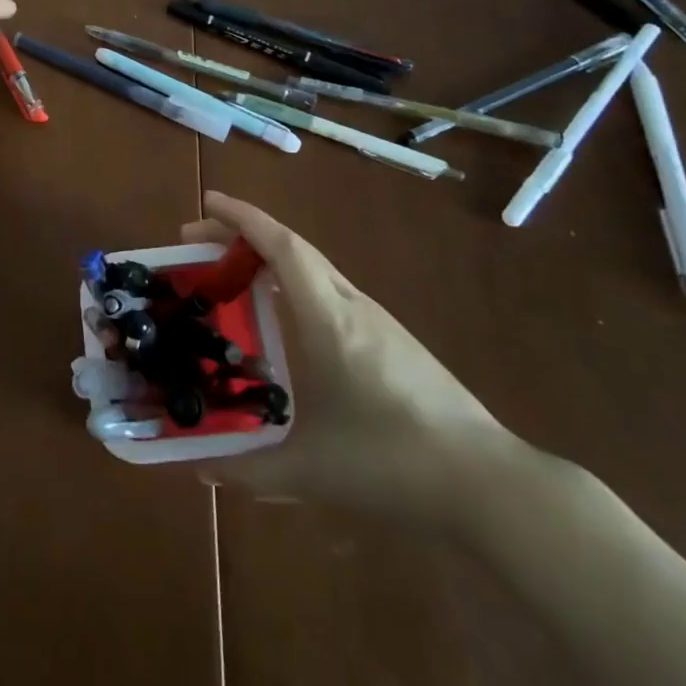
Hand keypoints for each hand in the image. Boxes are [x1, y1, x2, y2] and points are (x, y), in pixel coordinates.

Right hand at [184, 192, 522, 527]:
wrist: (488, 483)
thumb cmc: (392, 463)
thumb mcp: (311, 472)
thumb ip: (249, 469)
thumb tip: (197, 470)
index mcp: (328, 319)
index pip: (281, 247)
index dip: (241, 218)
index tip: (206, 202)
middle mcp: (351, 305)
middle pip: (292, 248)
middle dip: (243, 234)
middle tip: (197, 244)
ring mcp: (376, 320)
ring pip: (313, 268)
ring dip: (269, 258)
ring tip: (231, 276)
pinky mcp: (392, 339)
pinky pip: (329, 291)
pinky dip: (293, 283)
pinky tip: (283, 318)